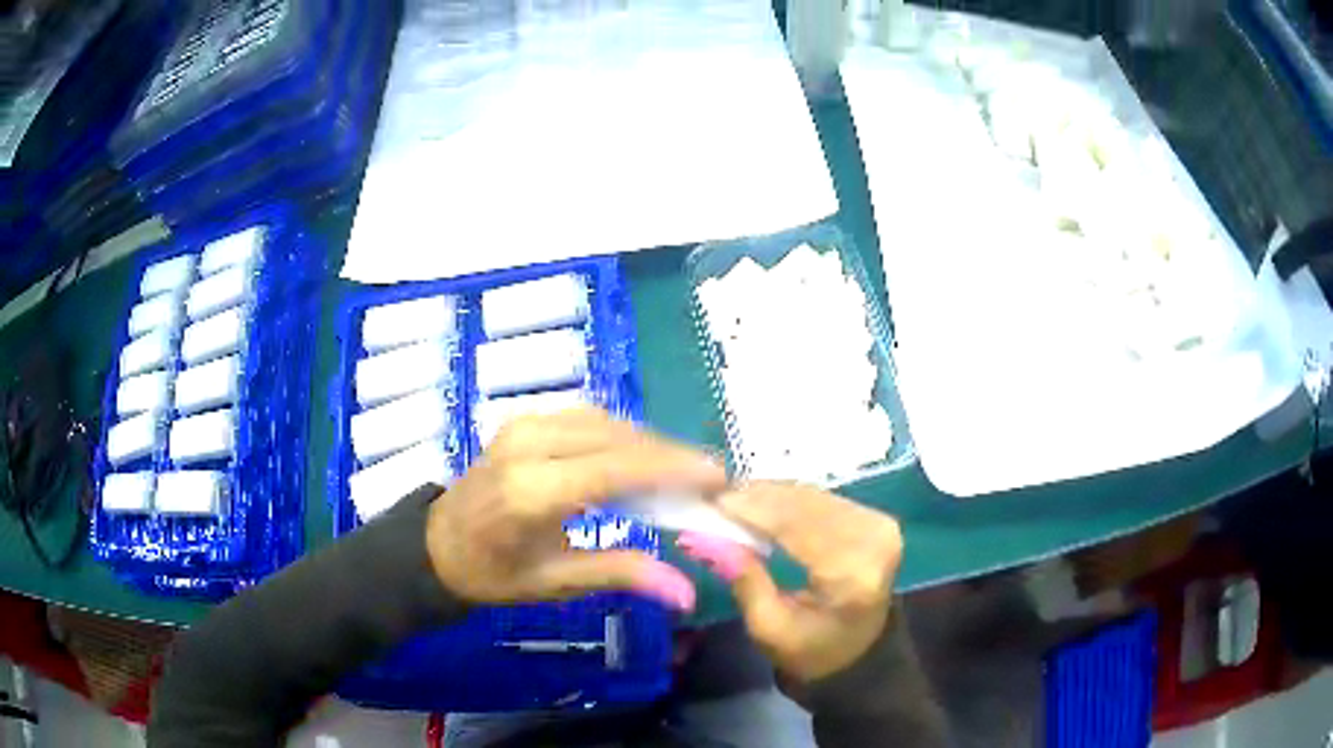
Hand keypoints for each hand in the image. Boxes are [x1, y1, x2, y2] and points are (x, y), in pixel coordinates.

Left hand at [426, 407, 726, 611]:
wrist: (438, 545)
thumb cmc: (495, 573)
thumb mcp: (556, 582)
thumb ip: (622, 574)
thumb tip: (687, 592)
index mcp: (532, 492)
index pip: (616, 468)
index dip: (674, 467)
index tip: (719, 476)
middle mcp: (529, 447)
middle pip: (617, 438)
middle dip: (670, 454)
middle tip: (710, 479)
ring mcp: (523, 426)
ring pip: (605, 421)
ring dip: (648, 443)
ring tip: (682, 471)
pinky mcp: (523, 420)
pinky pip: (586, 418)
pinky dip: (621, 434)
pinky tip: (639, 457)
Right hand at [677, 482, 902, 681]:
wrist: (860, 652)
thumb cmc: (812, 650)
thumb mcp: (770, 628)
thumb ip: (744, 580)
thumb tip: (704, 538)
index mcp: (853, 575)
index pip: (799, 528)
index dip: (755, 510)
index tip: (712, 502)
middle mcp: (874, 541)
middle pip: (808, 506)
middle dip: (758, 498)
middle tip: (714, 496)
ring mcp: (879, 526)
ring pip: (814, 496)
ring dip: (771, 494)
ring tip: (731, 497)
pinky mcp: (875, 519)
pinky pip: (825, 499)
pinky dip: (790, 498)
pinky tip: (761, 500)